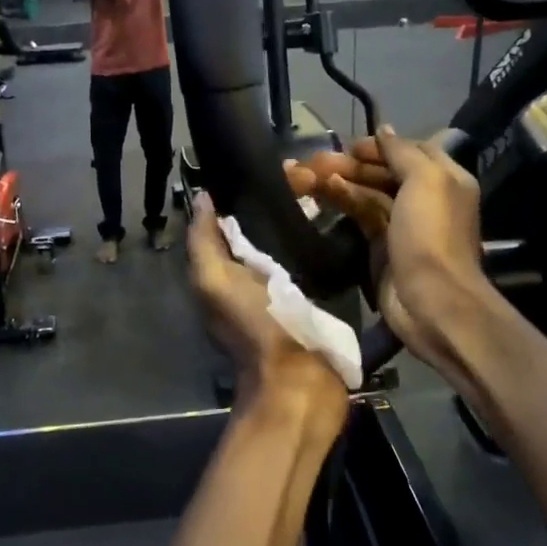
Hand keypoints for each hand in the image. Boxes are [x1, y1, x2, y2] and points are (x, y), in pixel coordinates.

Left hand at [187, 195, 345, 406]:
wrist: (300, 381)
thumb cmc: (256, 325)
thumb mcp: (215, 281)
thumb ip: (204, 242)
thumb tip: (204, 199)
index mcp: (223, 272)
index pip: (230, 222)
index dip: (246, 193)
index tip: (275, 164)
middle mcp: (251, 277)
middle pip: (263, 228)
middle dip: (283, 200)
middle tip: (311, 175)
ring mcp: (286, 289)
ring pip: (292, 240)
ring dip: (306, 216)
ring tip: (330, 187)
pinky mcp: (315, 299)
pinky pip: (315, 260)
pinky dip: (324, 240)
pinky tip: (342, 220)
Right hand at [286, 126, 494, 368]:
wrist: (430, 299)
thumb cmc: (431, 234)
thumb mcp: (425, 181)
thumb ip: (403, 152)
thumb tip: (384, 131)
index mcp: (445, 178)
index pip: (411, 151)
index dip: (381, 146)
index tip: (350, 146)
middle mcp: (426, 198)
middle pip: (386, 173)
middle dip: (353, 164)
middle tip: (317, 161)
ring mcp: (403, 225)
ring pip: (369, 195)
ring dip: (341, 182)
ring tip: (308, 175)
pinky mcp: (382, 247)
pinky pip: (361, 217)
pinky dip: (344, 202)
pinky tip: (322, 192)